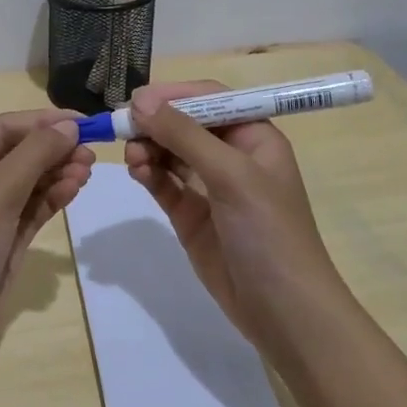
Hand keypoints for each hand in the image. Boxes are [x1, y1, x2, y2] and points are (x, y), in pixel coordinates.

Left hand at [0, 108, 93, 366]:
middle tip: (92, 152)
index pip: (3, 129)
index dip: (42, 121)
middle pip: (18, 153)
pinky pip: (32, 210)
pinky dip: (52, 198)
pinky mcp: (3, 242)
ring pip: (28, 182)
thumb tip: (68, 126)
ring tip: (88, 170)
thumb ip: (34, 156)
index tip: (83, 122)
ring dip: (57, 172)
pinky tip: (74, 189)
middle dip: (53, 148)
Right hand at [123, 80, 340, 343]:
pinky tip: (137, 172)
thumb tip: (140, 102)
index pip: (211, 99)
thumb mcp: (231, 175)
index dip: (175, 94)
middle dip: (156, 123)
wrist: (283, 312)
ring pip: (170, 152)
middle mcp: (232, 156)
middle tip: (123, 128)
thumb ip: (185, 135)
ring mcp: (210, 187)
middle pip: (185, 124)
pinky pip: (164, 183)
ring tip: (132, 158)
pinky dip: (149, 174)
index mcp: (255, 137)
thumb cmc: (269, 232)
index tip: (137, 99)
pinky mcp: (191, 215)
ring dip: (149, 148)